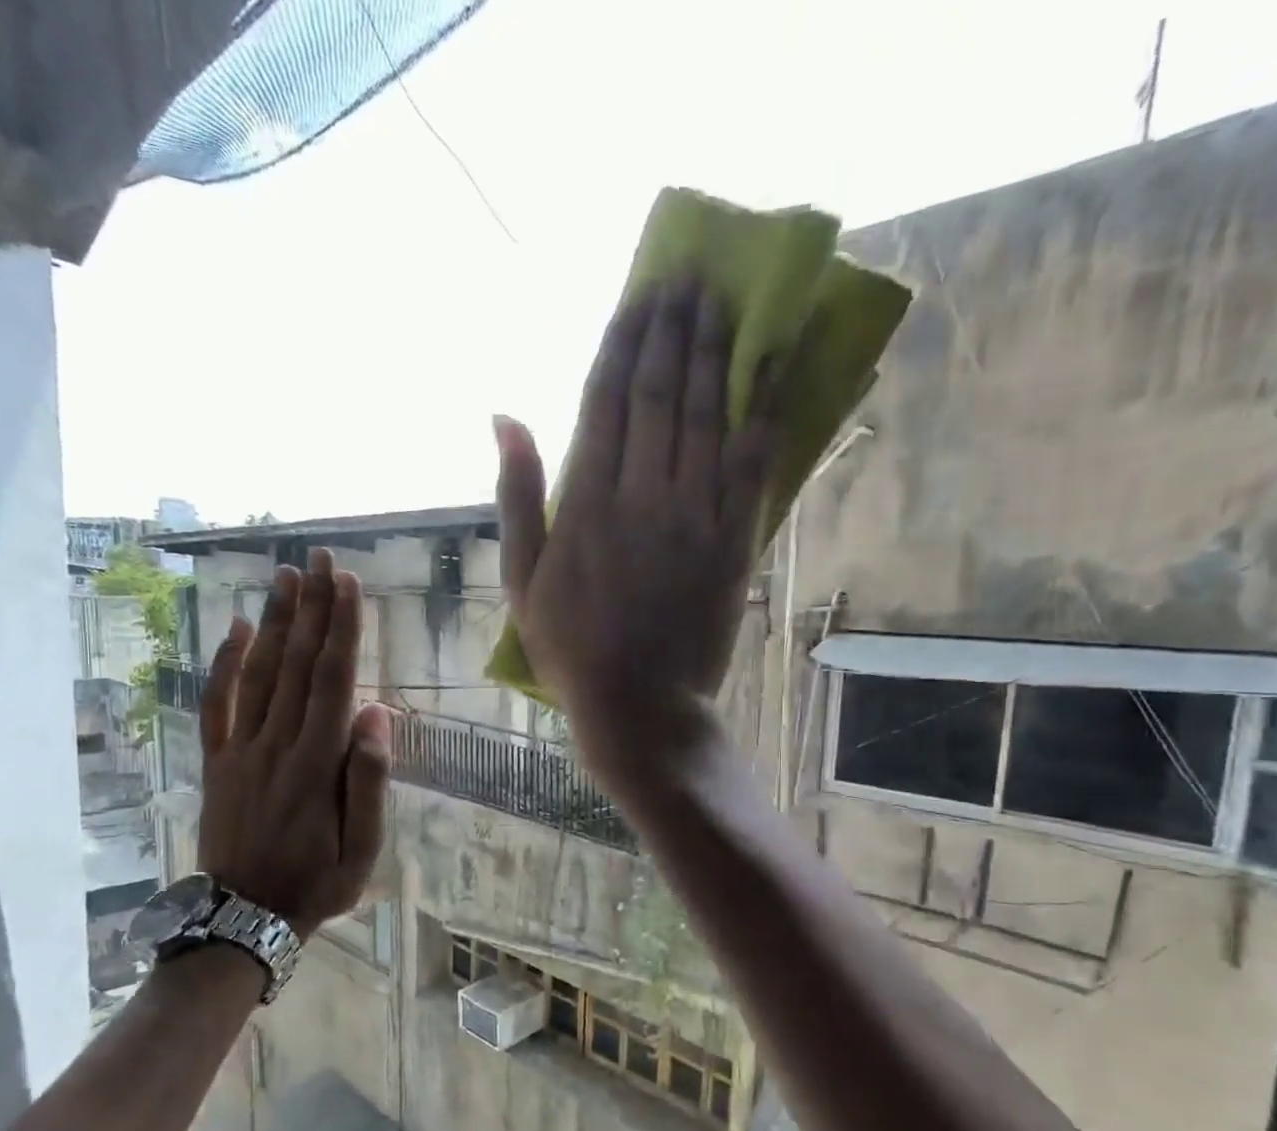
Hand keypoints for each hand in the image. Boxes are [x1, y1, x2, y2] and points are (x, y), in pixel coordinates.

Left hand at [197, 549, 390, 939]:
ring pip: (259, 674)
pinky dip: (226, 664)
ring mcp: (241, 751)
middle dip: (311, 608)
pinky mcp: (217, 761)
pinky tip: (238, 628)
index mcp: (317, 764)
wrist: (243, 917)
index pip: (332, 681)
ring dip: (275, 622)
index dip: (342, 630)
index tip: (347, 584)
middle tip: (318, 558)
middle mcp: (277, 745)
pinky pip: (217, 704)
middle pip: (296, 664)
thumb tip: (376, 713)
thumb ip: (369, 780)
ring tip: (286, 576)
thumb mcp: (361, 848)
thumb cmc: (317, 883)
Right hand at [495, 280, 779, 775]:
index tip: (639, 295)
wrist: (639, 705)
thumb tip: (505, 417)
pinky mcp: (733, 541)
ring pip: (706, 417)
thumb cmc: (571, 649)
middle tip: (688, 279)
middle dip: (673, 330)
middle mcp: (641, 494)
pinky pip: (752, 465)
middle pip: (660, 395)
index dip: (624, 342)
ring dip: (715, 354)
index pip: (606, 400)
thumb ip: (515, 496)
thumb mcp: (521, 581)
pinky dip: (763, 413)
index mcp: (585, 501)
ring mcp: (693, 516)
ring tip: (721, 303)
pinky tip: (771, 368)